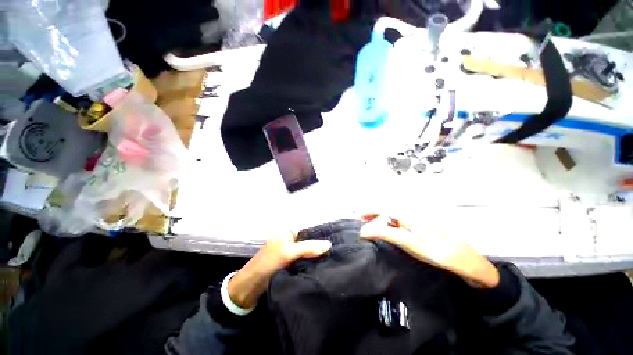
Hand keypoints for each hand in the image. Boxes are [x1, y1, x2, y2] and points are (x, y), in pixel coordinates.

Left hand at [228, 232, 331, 308]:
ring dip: (316, 255)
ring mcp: (290, 251)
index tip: (336, 239)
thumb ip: (309, 248)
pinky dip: (311, 262)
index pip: (309, 230)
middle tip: (336, 251)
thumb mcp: (289, 253)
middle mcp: (290, 239)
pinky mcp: (290, 262)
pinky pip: (304, 259)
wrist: (251, 285)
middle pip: (309, 240)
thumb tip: (329, 244)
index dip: (320, 235)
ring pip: (307, 251)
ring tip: (333, 257)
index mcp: (288, 231)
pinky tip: (322, 265)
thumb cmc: (268, 263)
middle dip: (320, 246)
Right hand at [359, 214, 499, 288]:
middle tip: (360, 221)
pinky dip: (389, 224)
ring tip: (370, 227)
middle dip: (372, 213)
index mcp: (408, 213)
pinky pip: (400, 221)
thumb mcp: (408, 242)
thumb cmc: (437, 252)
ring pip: (392, 215)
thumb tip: (364, 230)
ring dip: (380, 219)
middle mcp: (411, 211)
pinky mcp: (420, 225)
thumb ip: (385, 233)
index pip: (383, 206)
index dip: (368, 209)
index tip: (356, 215)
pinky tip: (387, 232)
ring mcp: (416, 218)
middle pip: (386, 208)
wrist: (466, 261)